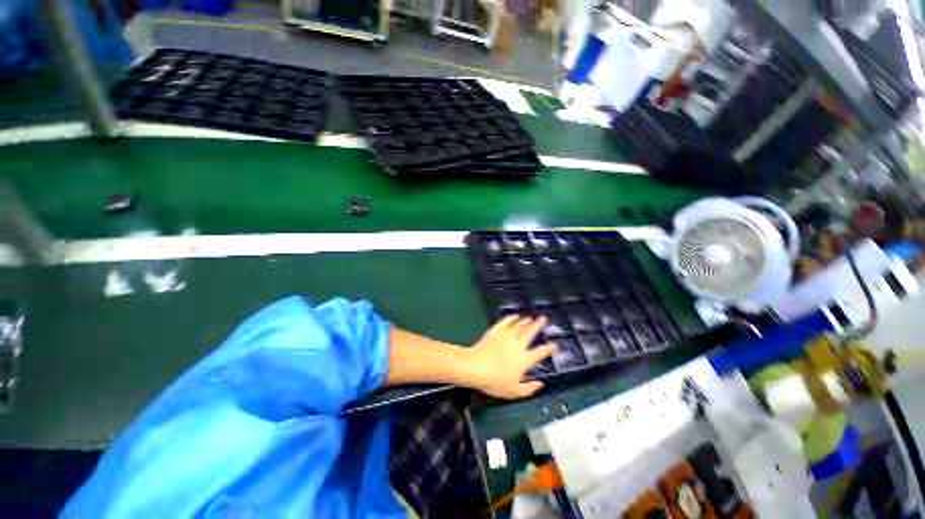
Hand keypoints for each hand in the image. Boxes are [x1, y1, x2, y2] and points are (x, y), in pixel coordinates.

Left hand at [461, 315, 556, 398]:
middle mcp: (518, 345)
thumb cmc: (494, 381)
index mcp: (524, 359)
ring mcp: (507, 335)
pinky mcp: (496, 330)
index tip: (554, 344)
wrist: (474, 367)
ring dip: (526, 321)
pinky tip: (515, 316)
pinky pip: (506, 321)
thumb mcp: (514, 391)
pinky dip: (512, 317)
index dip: (548, 348)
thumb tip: (541, 383)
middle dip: (538, 325)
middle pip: (531, 332)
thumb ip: (529, 389)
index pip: (540, 352)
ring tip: (531, 317)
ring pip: (519, 325)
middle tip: (544, 318)